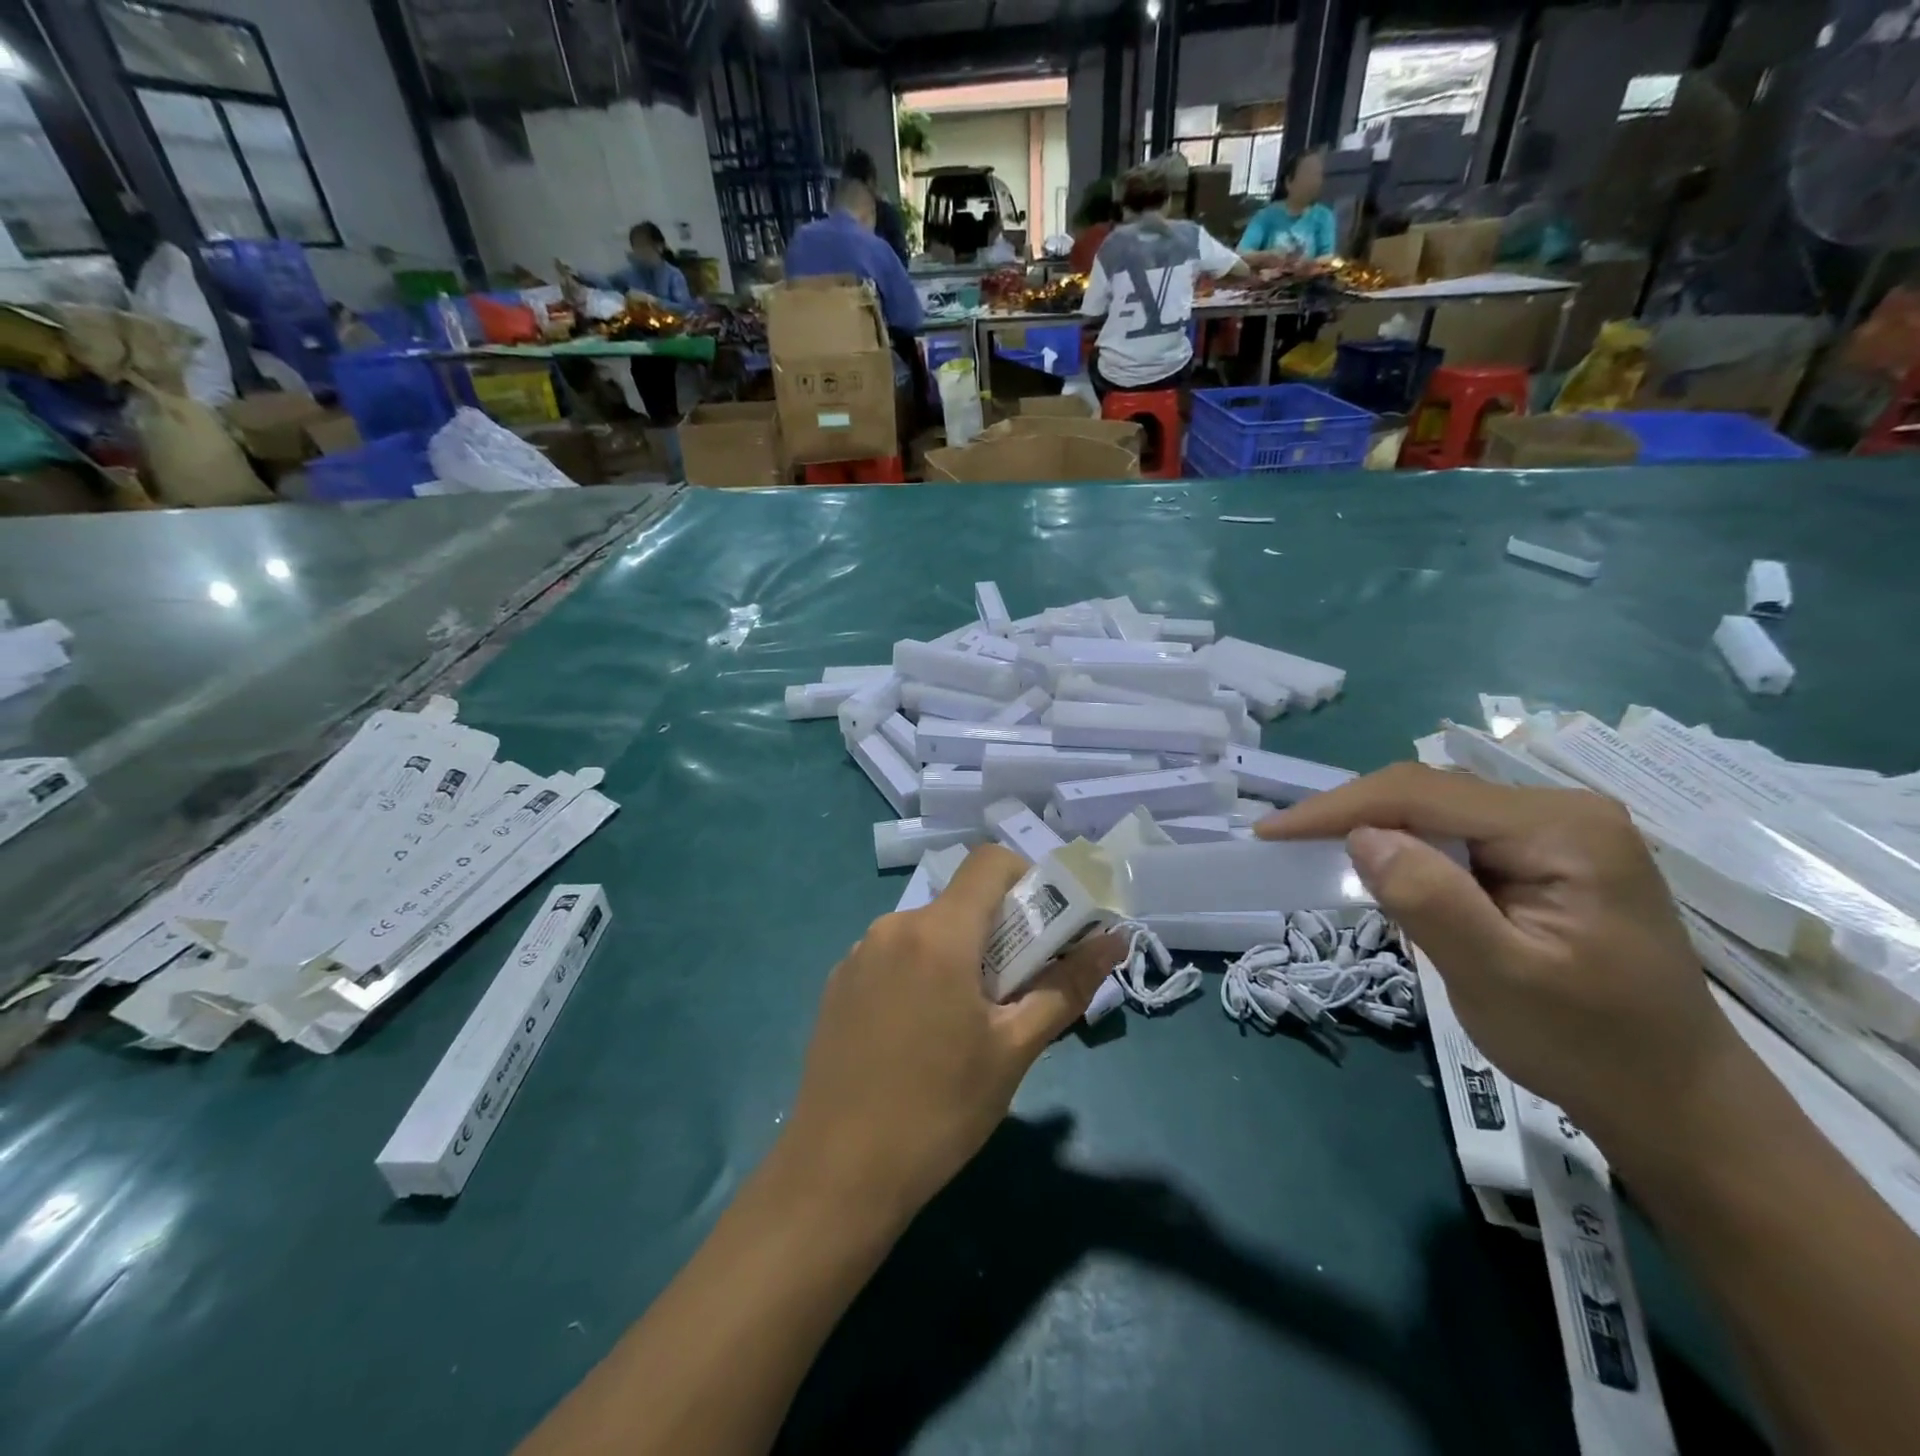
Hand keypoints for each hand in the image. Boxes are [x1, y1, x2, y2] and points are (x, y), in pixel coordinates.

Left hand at [782, 846, 1121, 1221]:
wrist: (837, 1174)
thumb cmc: (939, 1110)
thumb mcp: (1014, 1050)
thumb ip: (1066, 986)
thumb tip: (1114, 941)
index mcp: (938, 933)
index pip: (989, 862)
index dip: (1026, 879)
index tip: (1044, 929)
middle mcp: (892, 926)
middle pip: (961, 902)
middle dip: (998, 931)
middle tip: (1014, 992)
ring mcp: (858, 953)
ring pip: (928, 931)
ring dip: (959, 955)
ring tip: (966, 1023)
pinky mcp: (838, 982)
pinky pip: (895, 956)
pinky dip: (921, 973)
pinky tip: (919, 1035)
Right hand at [1258, 763, 1740, 1149]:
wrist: (1674, 1101)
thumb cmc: (1590, 1047)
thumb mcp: (1499, 978)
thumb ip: (1430, 900)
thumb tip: (1360, 838)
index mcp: (1561, 827)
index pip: (1421, 793)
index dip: (1337, 808)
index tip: (1271, 833)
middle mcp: (1561, 810)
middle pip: (1427, 792)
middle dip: (1351, 815)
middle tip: (1286, 845)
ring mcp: (1557, 831)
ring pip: (1435, 810)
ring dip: (1375, 831)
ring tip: (1317, 854)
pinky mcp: (1546, 856)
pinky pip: (1455, 835)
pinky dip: (1406, 850)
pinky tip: (1383, 871)